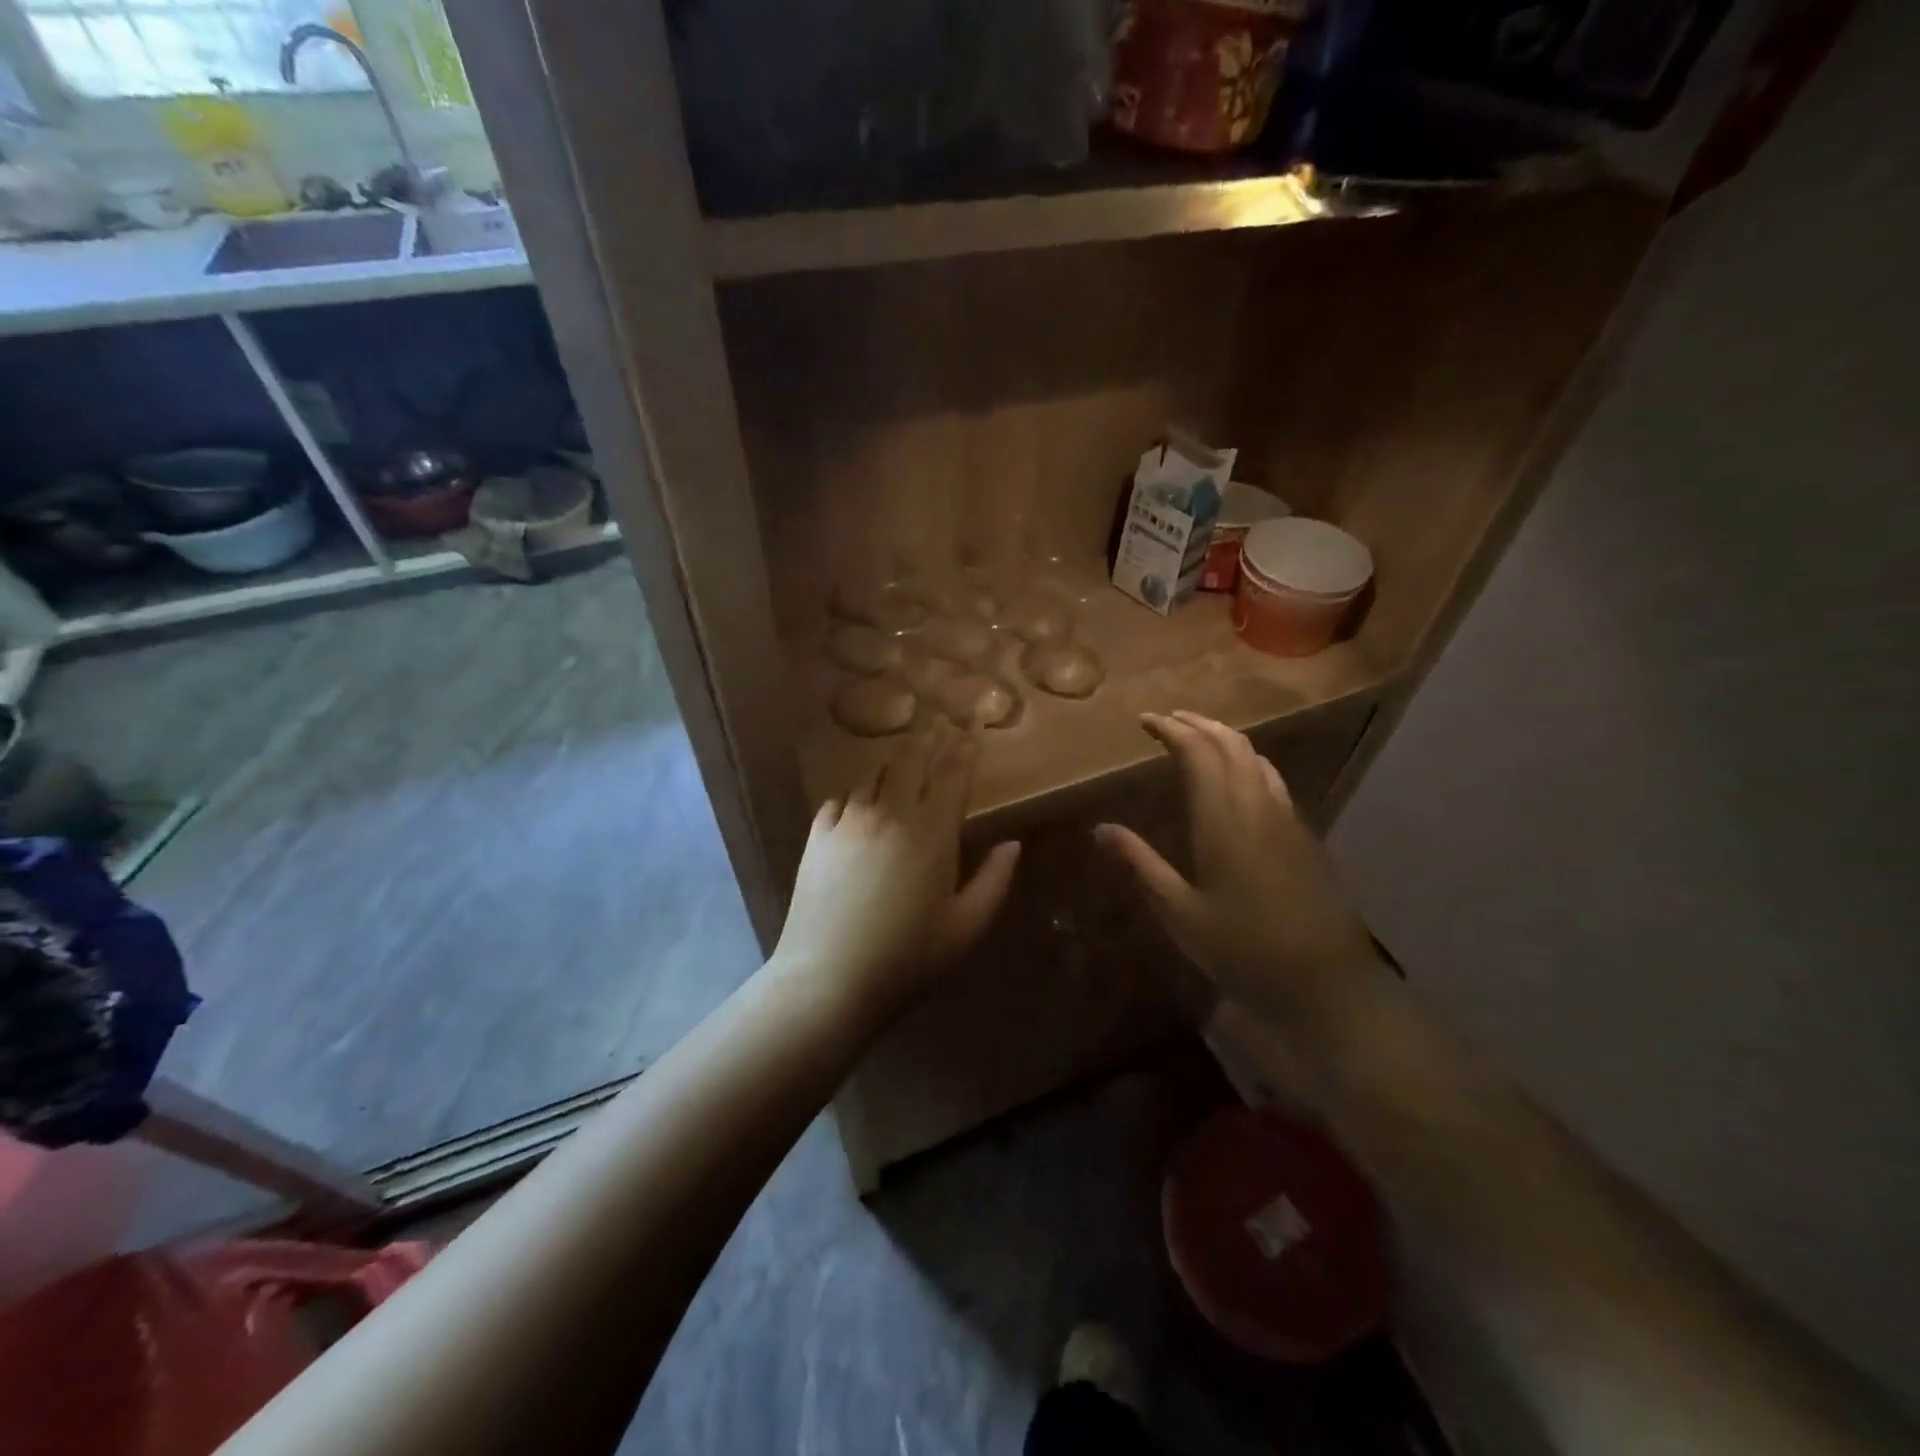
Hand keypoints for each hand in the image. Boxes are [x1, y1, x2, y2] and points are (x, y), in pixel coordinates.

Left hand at [772, 727, 1020, 1021]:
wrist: (830, 977)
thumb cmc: (908, 957)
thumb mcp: (966, 926)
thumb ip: (995, 880)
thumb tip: (1013, 844)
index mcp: (932, 832)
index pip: (952, 775)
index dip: (964, 749)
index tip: (972, 728)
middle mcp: (891, 813)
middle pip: (912, 761)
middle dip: (930, 739)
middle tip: (940, 723)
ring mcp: (849, 820)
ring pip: (875, 775)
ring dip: (894, 762)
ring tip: (904, 756)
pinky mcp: (818, 834)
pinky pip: (840, 799)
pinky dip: (857, 794)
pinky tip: (860, 800)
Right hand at [1094, 711, 1381, 1027]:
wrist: (1327, 985)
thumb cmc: (1243, 951)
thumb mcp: (1179, 913)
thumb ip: (1141, 865)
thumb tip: (1102, 829)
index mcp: (1223, 820)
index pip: (1198, 753)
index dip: (1171, 730)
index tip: (1145, 721)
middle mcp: (1258, 807)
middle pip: (1231, 745)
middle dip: (1198, 724)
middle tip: (1168, 720)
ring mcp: (1287, 820)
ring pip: (1256, 758)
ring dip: (1225, 738)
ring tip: (1198, 737)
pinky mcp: (1304, 837)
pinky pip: (1272, 779)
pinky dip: (1247, 761)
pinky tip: (1239, 779)